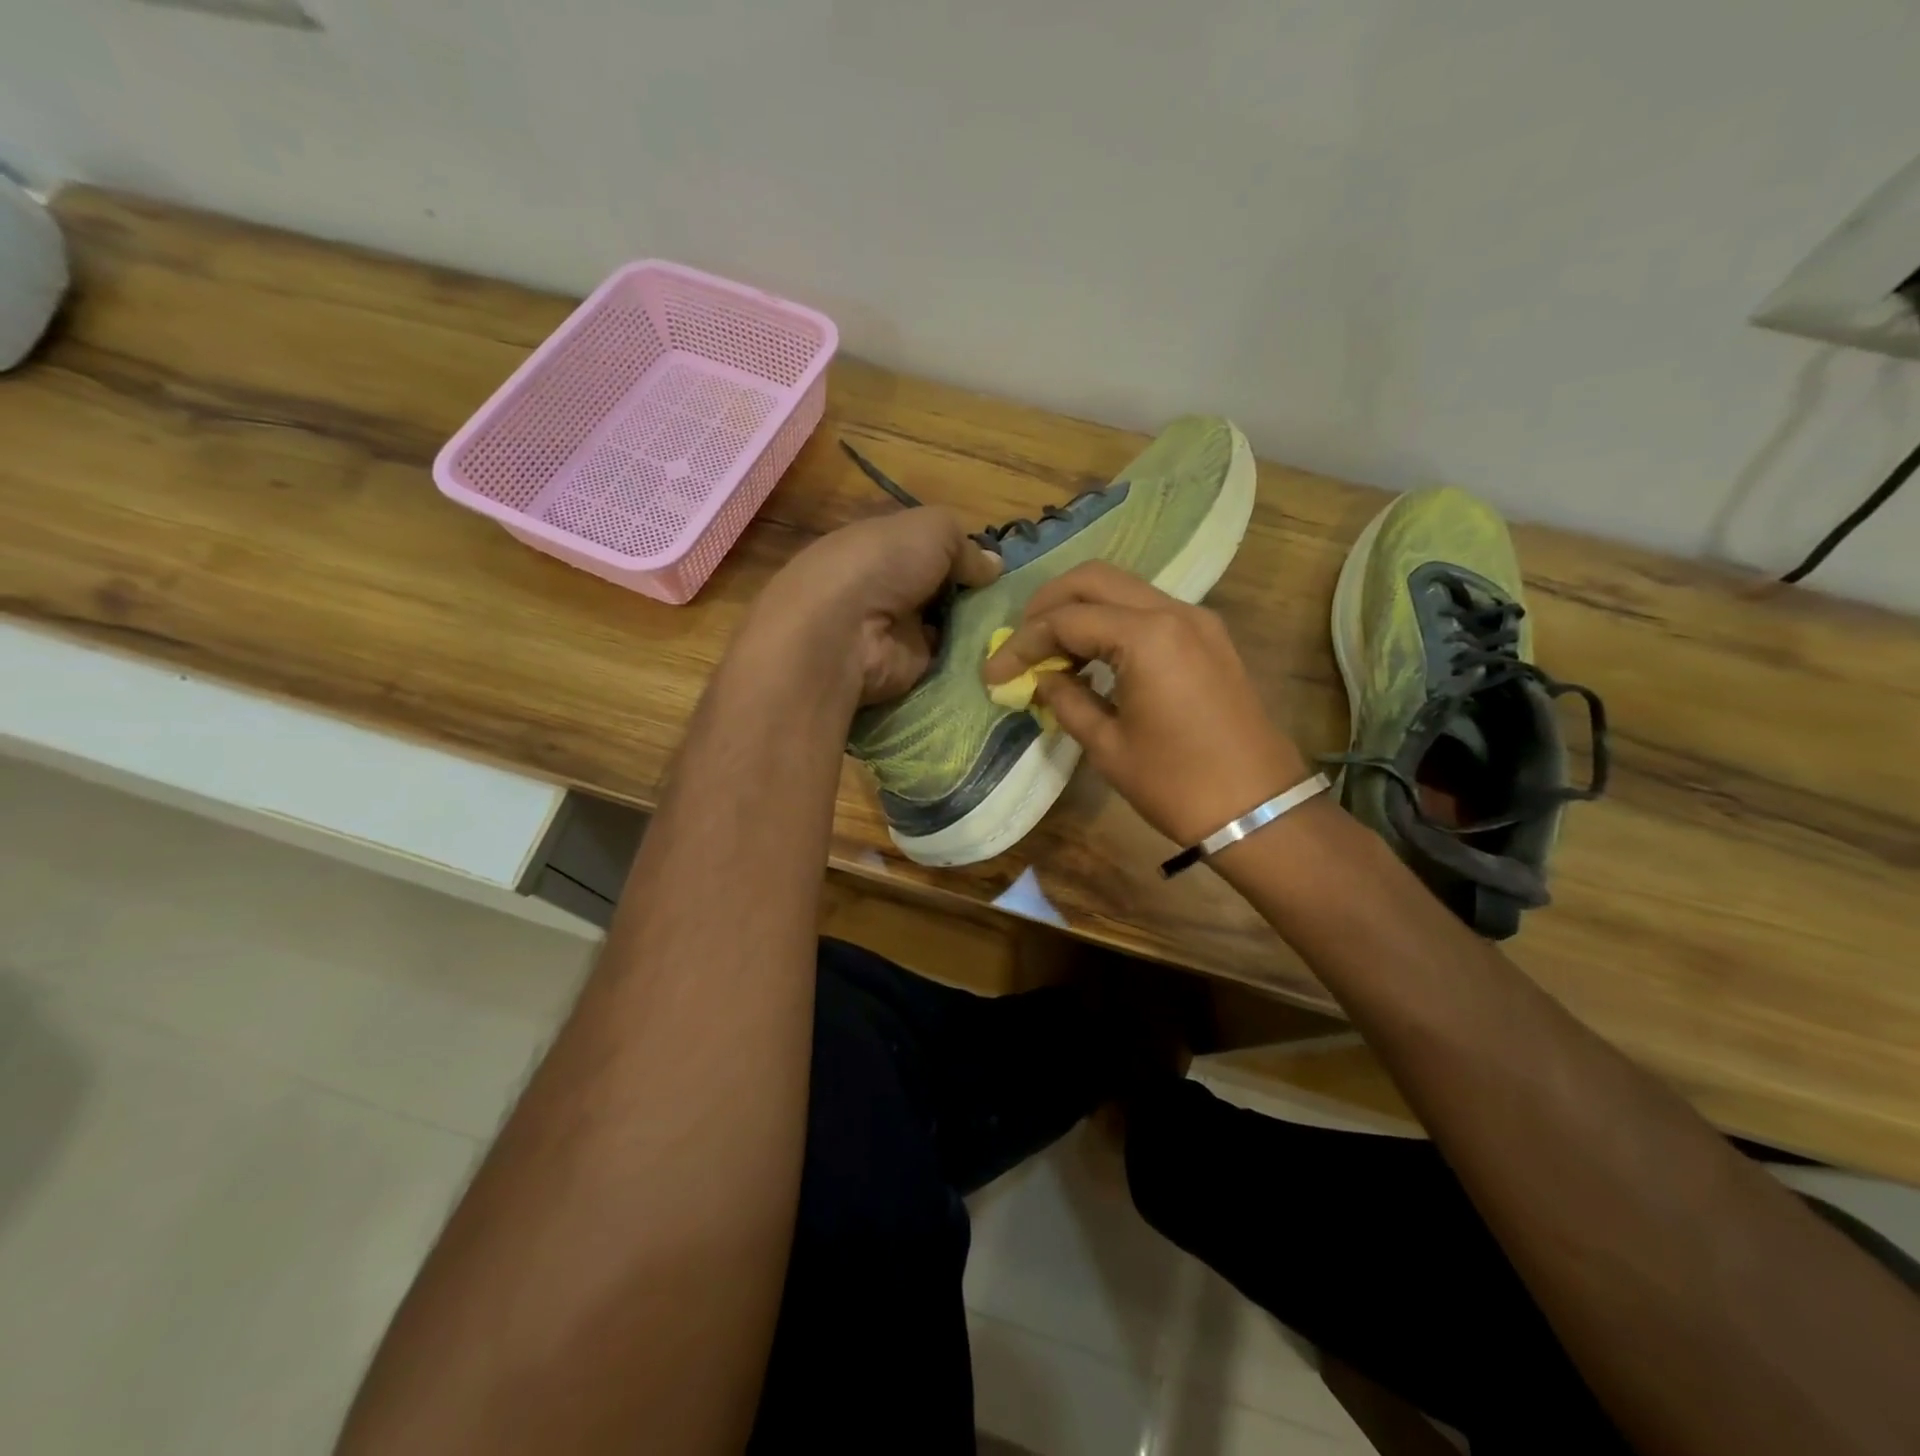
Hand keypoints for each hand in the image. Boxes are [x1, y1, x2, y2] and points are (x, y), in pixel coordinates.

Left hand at [746, 506, 1001, 705]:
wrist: (845, 631)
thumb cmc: (883, 563)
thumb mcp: (933, 529)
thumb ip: (967, 545)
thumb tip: (993, 567)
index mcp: (884, 549)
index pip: (930, 551)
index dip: (964, 556)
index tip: (1000, 568)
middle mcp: (889, 590)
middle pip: (942, 592)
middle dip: (976, 595)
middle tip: (1017, 601)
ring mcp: (897, 633)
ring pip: (949, 628)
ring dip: (978, 628)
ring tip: (1018, 627)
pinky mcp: (908, 670)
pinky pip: (948, 662)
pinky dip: (972, 660)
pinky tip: (1004, 655)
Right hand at [983, 562, 1308, 846]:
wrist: (1259, 808)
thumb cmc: (1177, 784)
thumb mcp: (1108, 747)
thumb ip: (1067, 701)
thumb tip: (1043, 679)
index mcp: (1146, 636)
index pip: (1066, 619)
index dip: (1023, 643)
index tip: (995, 672)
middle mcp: (1173, 611)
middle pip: (1094, 579)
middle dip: (1049, 604)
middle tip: (1022, 641)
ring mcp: (1197, 620)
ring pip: (1124, 588)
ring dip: (1082, 609)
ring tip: (1053, 651)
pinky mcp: (1209, 637)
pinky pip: (1149, 609)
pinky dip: (1113, 621)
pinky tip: (1094, 656)